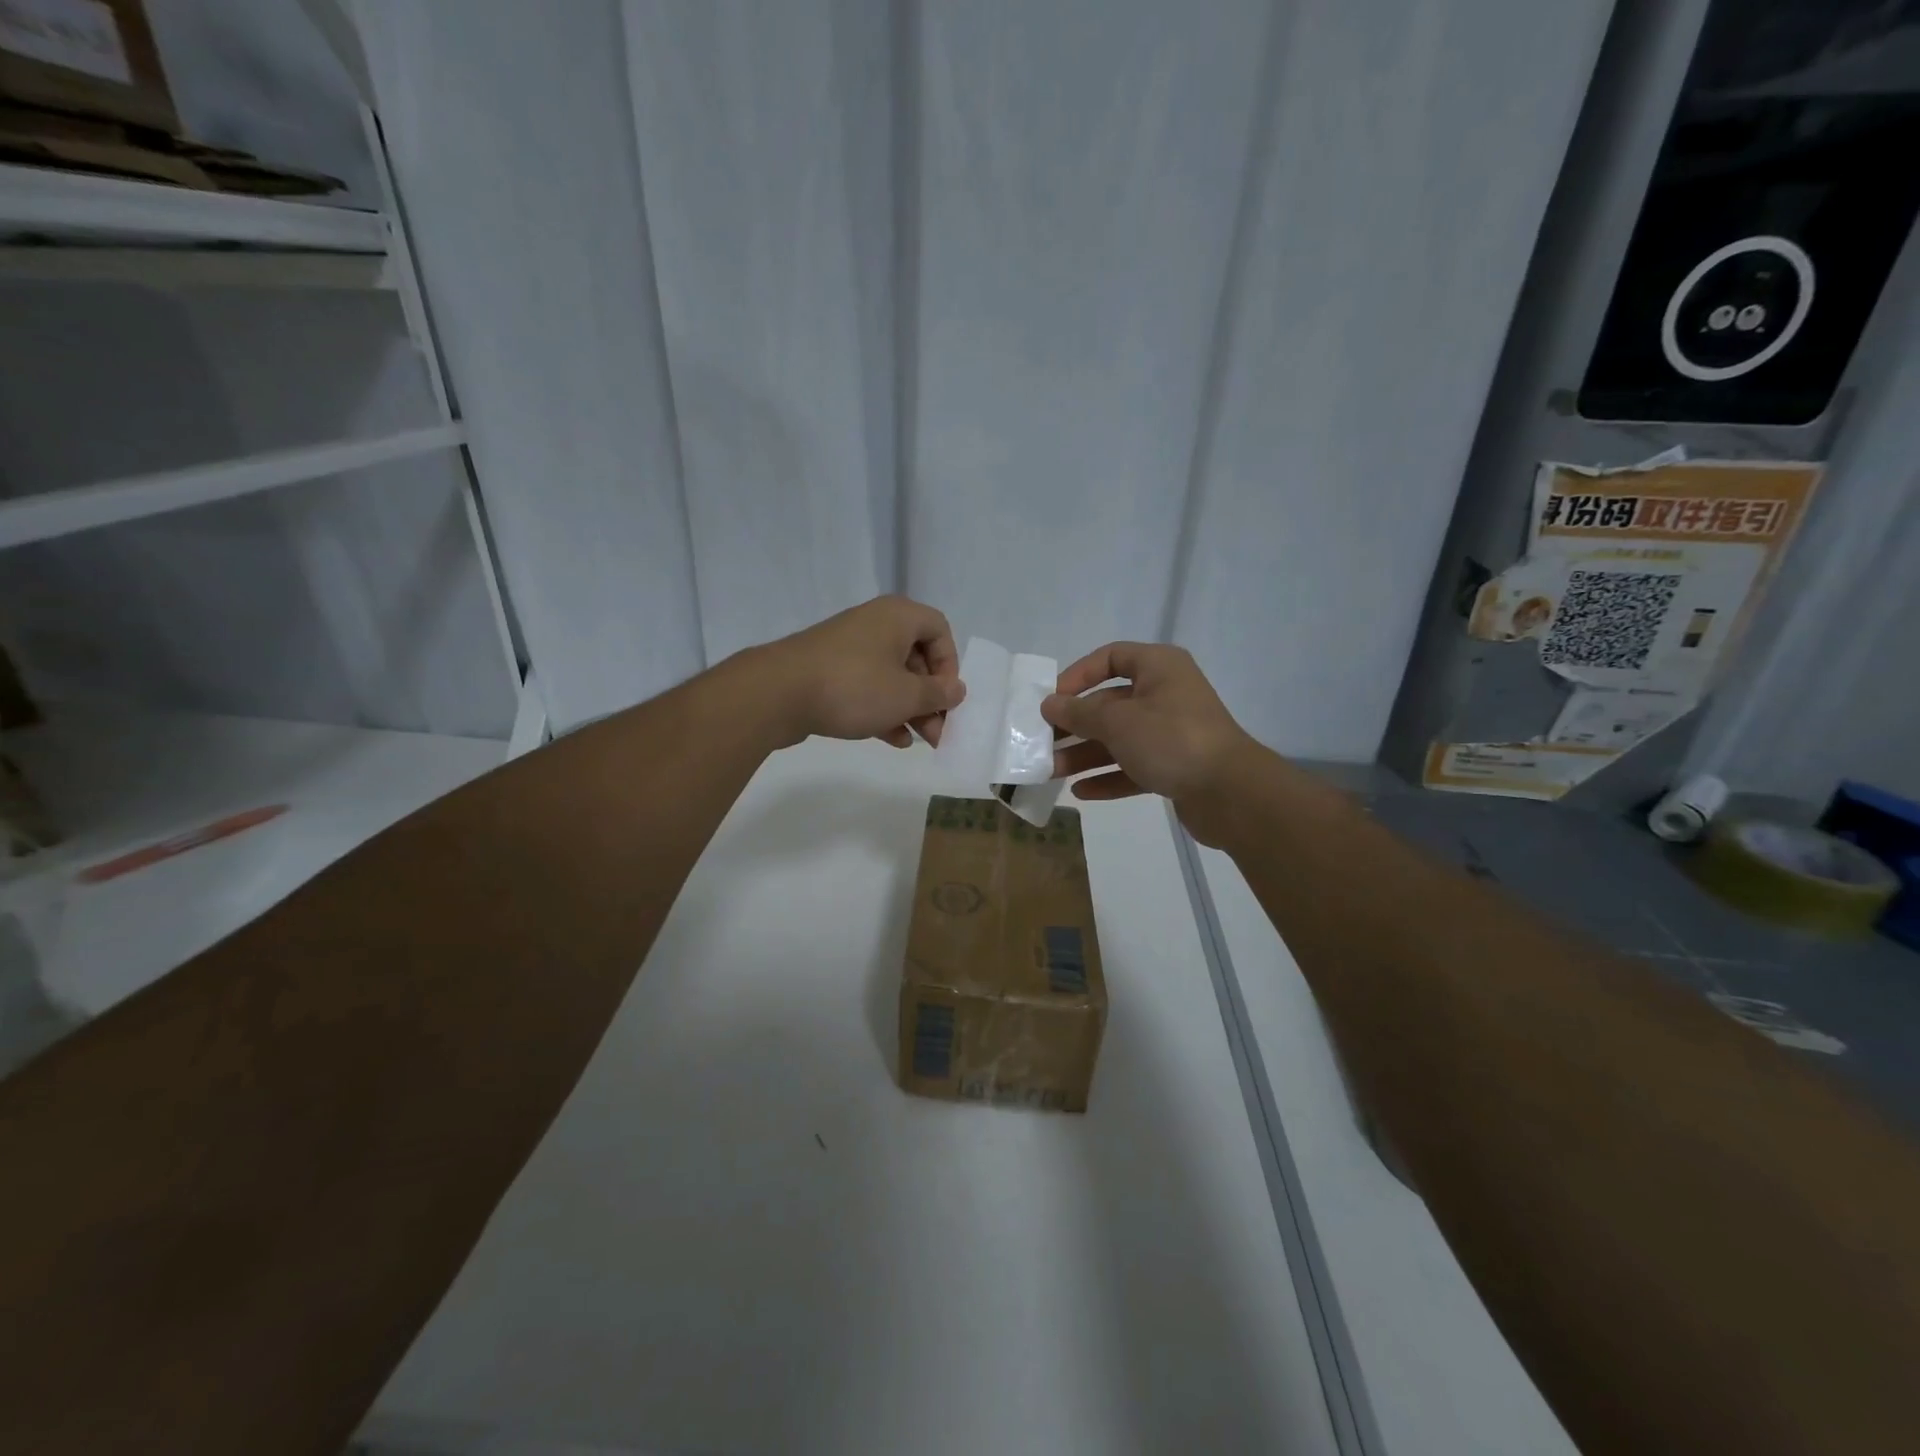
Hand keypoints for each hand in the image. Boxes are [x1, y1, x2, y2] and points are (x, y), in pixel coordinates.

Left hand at [762, 595, 964, 748]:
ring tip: (922, 741)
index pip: (939, 630)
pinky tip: (893, 739)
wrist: (778, 693)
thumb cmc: (854, 686)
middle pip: (917, 657)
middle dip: (931, 697)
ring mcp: (849, 648)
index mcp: (898, 617)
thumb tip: (956, 690)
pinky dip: (884, 709)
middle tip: (939, 730)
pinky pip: (867, 687)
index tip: (946, 697)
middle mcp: (875, 625)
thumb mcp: (906, 695)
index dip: (949, 664)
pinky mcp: (829, 671)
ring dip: (910, 708)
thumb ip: (937, 694)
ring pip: (892, 676)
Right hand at [1042, 643, 1265, 838]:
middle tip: (1043, 742)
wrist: (1231, 793)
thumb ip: (1079, 713)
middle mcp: (1166, 694)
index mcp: (1159, 668)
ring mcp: (1171, 732)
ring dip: (1085, 754)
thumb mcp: (1118, 721)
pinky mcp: (1174, 766)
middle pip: (1110, 703)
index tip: (1053, 699)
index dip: (1078, 675)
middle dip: (1075, 725)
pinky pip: (1133, 767)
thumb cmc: (1171, 739)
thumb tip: (1049, 704)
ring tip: (1052, 772)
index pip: (1111, 657)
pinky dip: (1108, 777)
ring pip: (1119, 739)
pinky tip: (1081, 791)